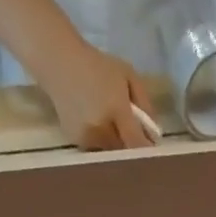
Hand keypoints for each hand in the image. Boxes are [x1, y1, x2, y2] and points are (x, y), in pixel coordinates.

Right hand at [39, 43, 158, 150]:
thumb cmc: (98, 65)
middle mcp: (101, 128)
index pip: (136, 144)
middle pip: (125, 152)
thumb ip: (145, 104)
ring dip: (116, 145)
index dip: (146, 151)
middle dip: (131, 146)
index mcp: (116, 110)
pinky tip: (96, 124)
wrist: (59, 63)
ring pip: (111, 153)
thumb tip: (155, 134)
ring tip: (111, 124)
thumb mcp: (128, 75)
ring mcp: (87, 138)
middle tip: (132, 133)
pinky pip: (97, 150)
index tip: (153, 150)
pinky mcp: (77, 143)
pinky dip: (102, 143)